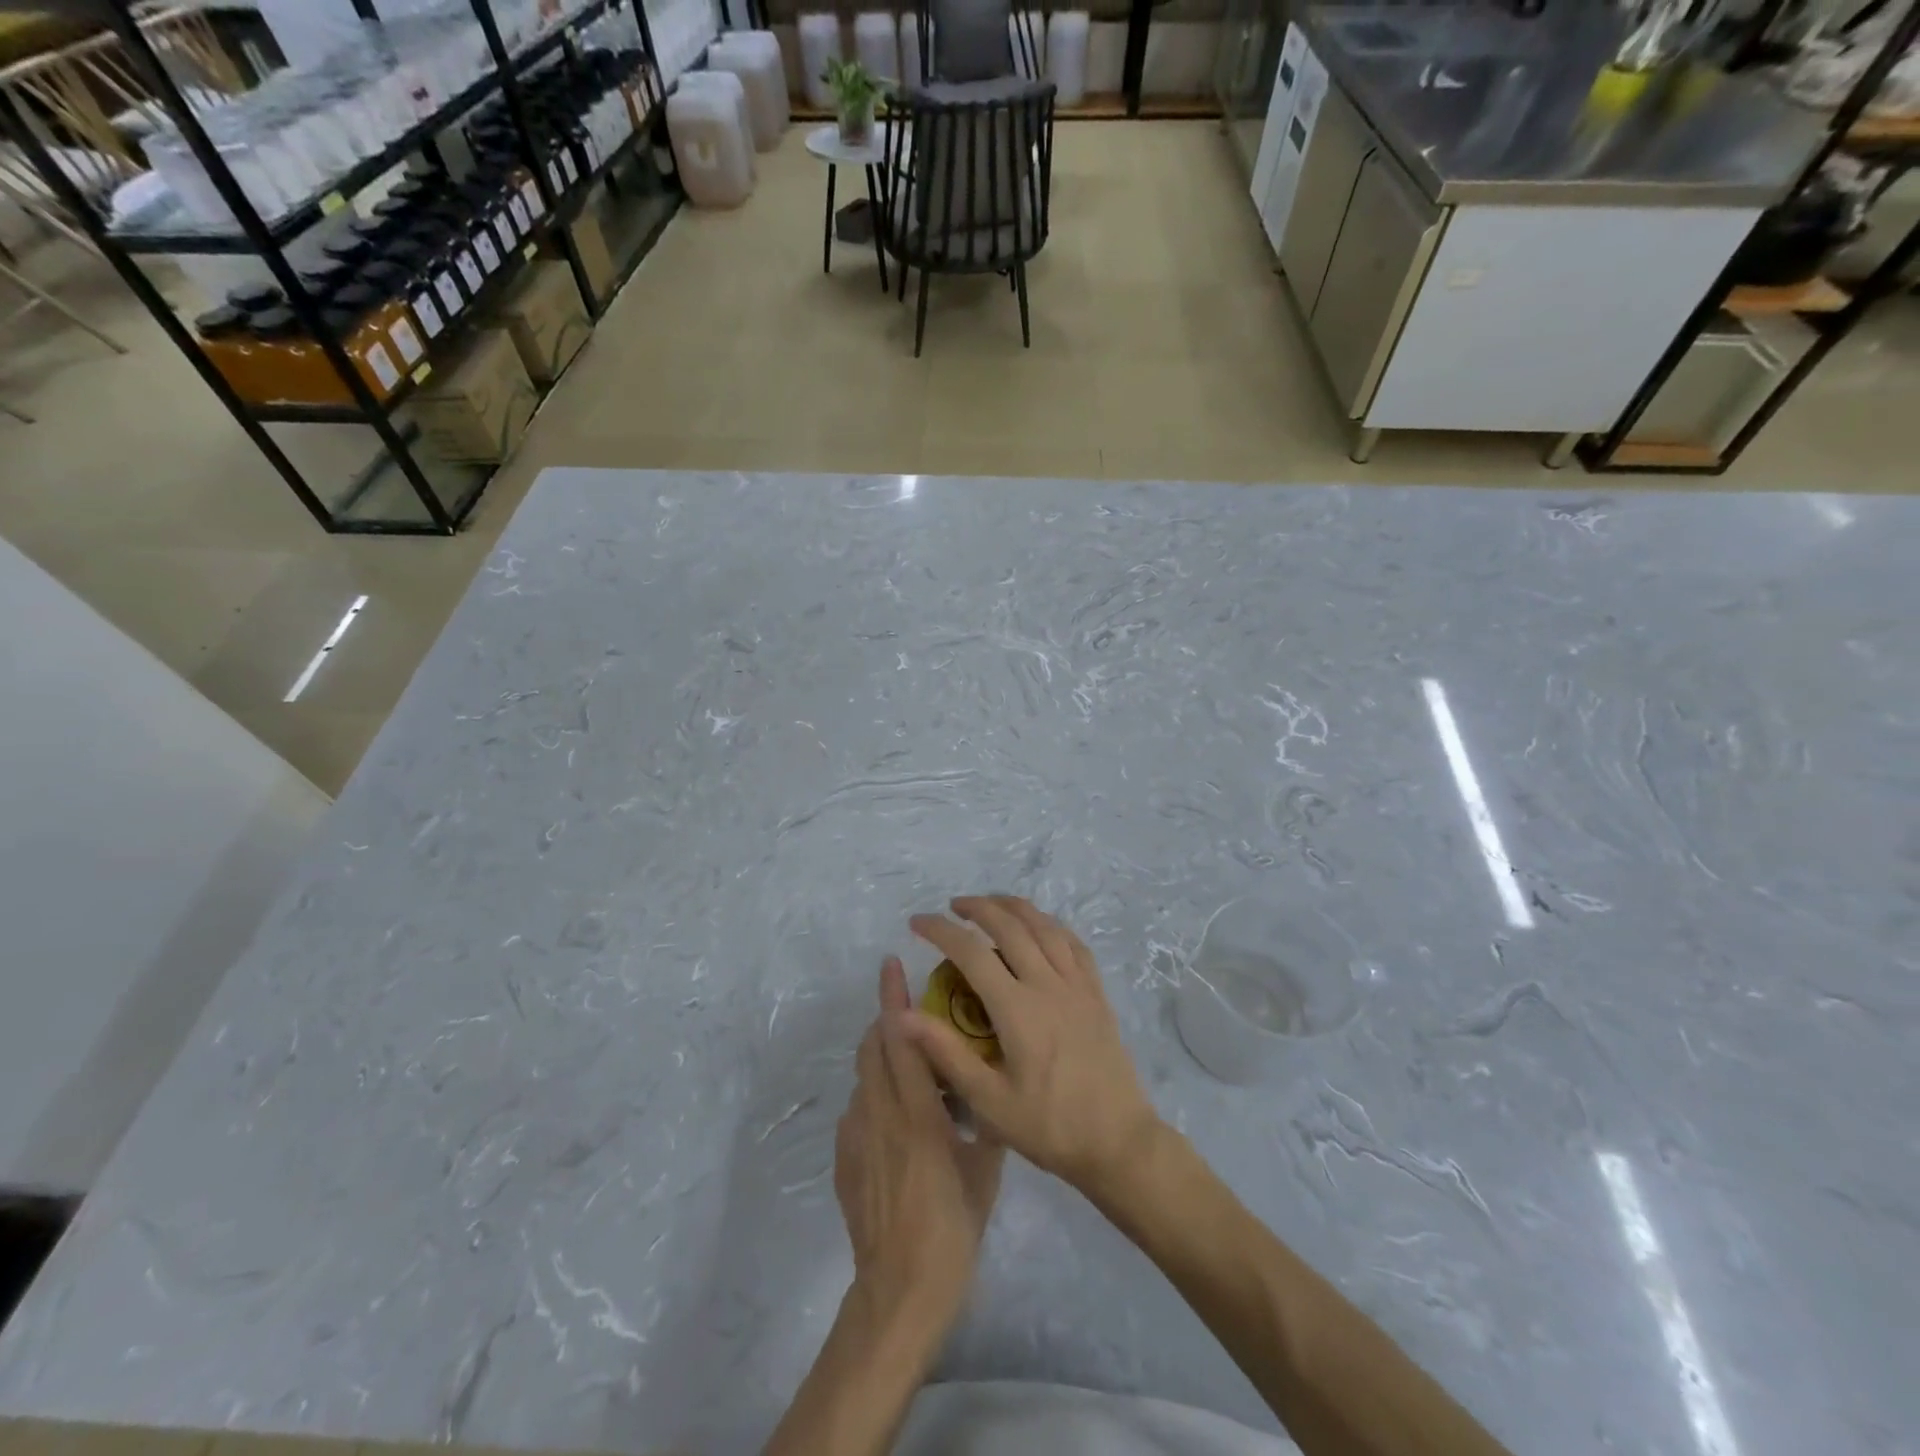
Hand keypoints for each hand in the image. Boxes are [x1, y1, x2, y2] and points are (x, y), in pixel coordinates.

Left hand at [835, 957, 1004, 1325]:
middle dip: (885, 1016)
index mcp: (917, 1114)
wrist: (900, 1292)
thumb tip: (988, 1091)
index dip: (893, 999)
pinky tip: (897, 1117)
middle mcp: (879, 1115)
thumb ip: (983, 1123)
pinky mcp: (844, 1158)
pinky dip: (875, 1093)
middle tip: (909, 1006)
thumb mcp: (984, 1172)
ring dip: (881, 1054)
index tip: (892, 965)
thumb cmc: (952, 1229)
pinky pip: (858, 1108)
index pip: (901, 1040)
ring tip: (910, 1061)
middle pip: (872, 1047)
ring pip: (863, 1075)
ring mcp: (856, 1137)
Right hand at [904, 896, 1162, 1198]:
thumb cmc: (1050, 1127)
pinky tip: (1041, 927)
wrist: (1119, 1142)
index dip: (940, 930)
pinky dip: (1051, 925)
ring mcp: (1077, 985)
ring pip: (1045, 926)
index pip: (971, 952)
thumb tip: (902, 1016)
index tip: (917, 922)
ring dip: (1015, 907)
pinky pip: (1074, 943)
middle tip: (953, 906)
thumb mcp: (989, 1102)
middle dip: (978, 907)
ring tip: (992, 904)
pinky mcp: (1097, 993)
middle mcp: (1048, 985)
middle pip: (1010, 926)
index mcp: (1018, 1009)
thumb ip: (946, 1054)